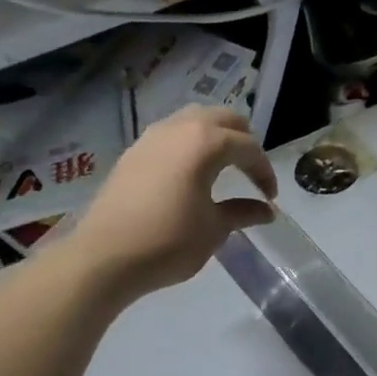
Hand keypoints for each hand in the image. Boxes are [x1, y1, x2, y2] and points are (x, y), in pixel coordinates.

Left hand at [68, 106, 276, 296]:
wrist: (106, 256)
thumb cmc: (170, 241)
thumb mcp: (215, 228)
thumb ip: (243, 212)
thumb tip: (266, 211)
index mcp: (205, 143)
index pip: (248, 147)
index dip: (264, 171)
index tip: (270, 197)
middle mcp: (179, 128)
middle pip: (223, 119)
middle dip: (244, 141)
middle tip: (251, 172)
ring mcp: (152, 137)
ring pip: (194, 119)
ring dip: (215, 137)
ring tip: (223, 166)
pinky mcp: (133, 152)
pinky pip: (171, 134)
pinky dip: (190, 144)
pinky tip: (191, 173)